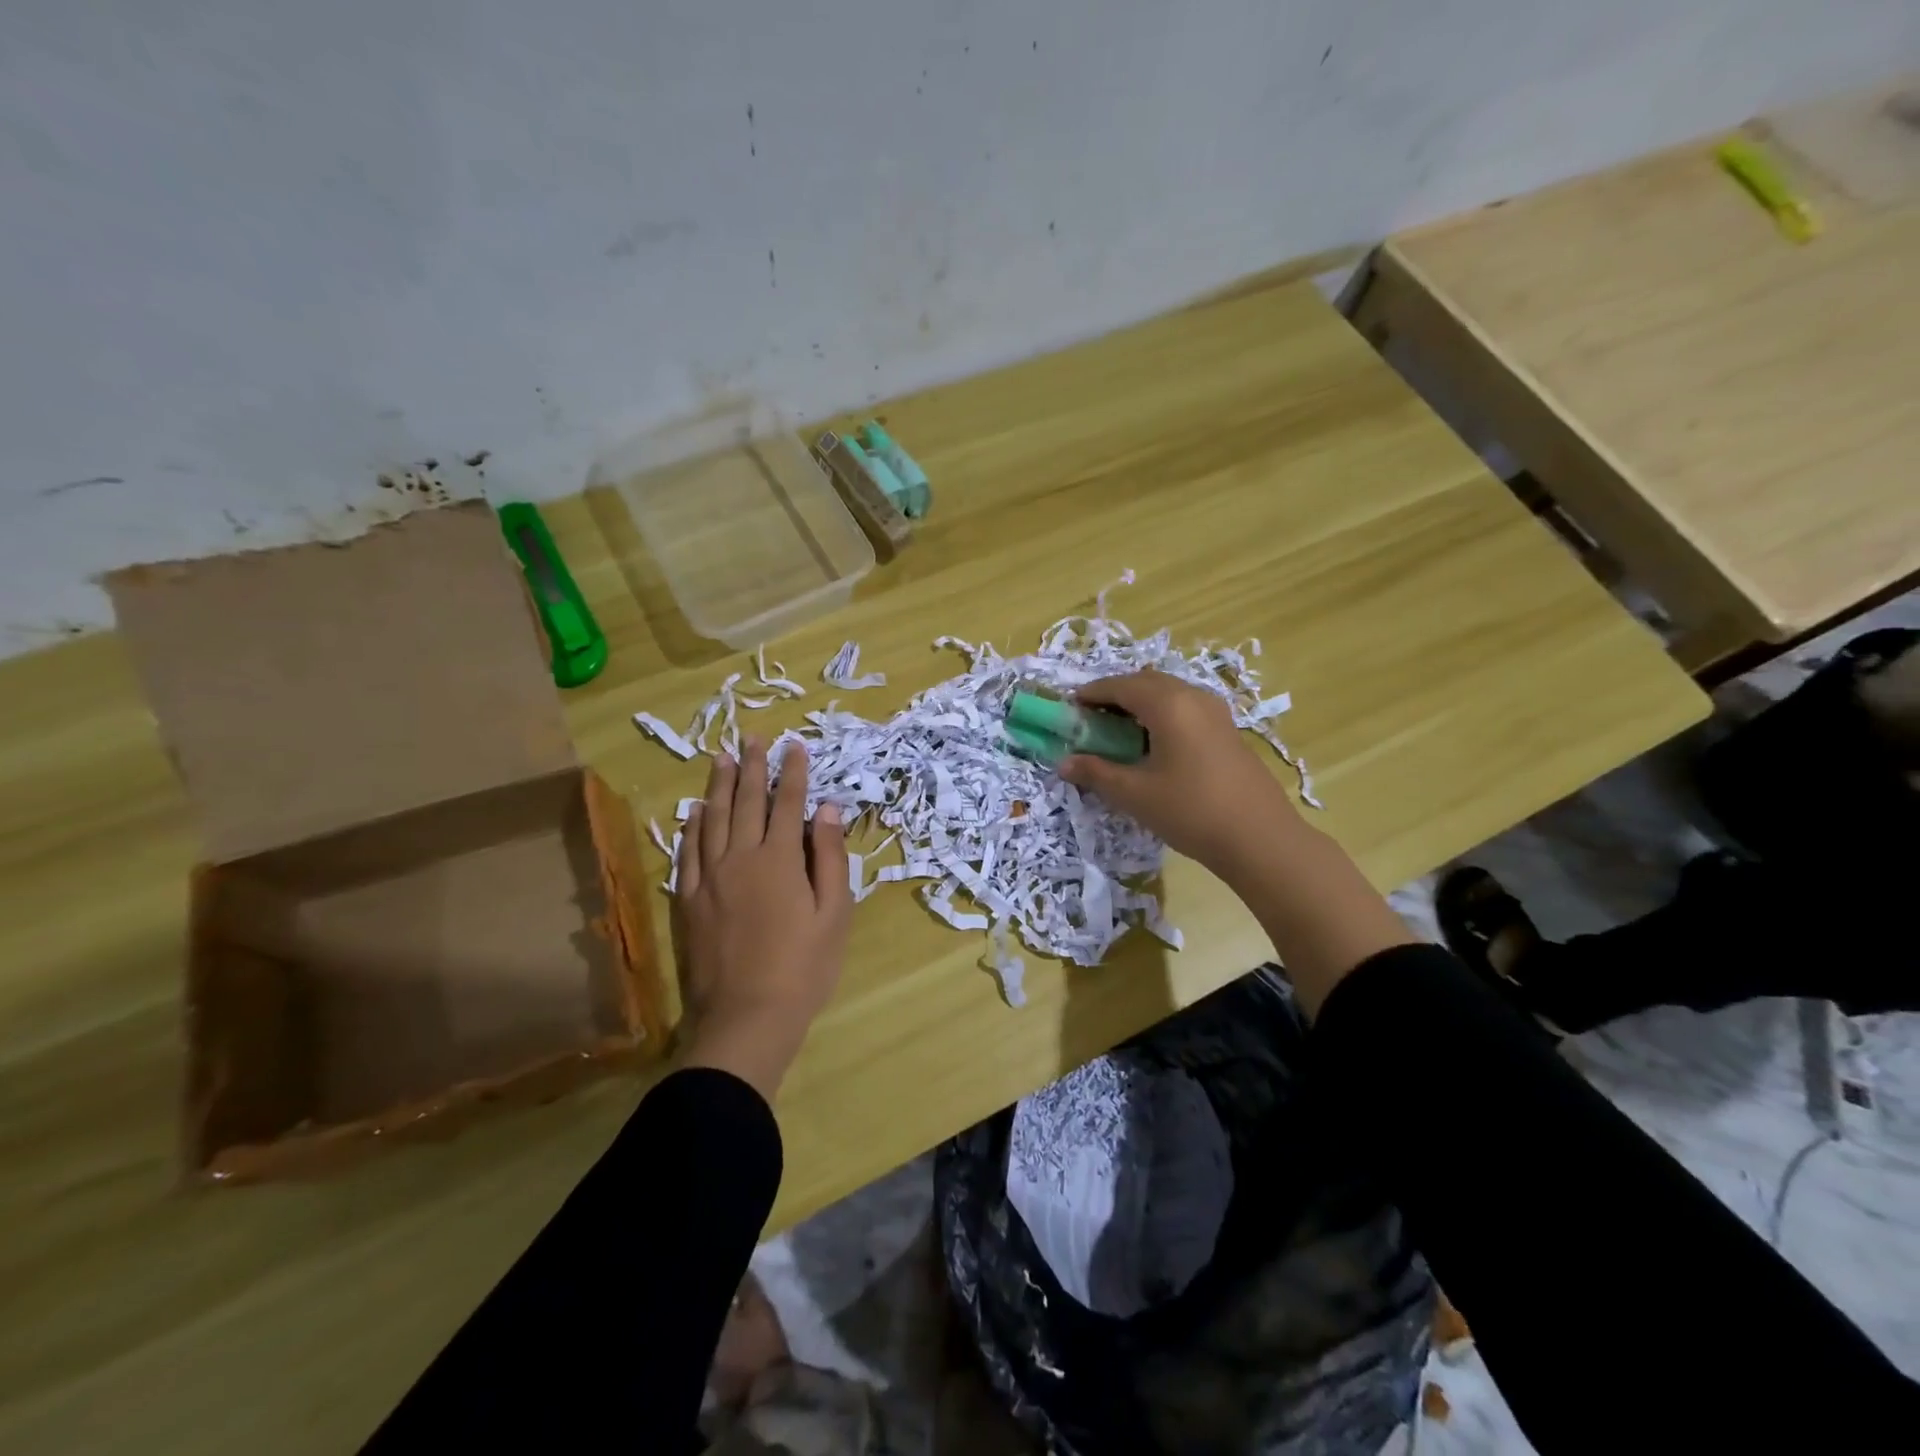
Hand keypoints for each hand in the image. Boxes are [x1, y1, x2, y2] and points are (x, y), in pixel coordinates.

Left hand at [676, 738, 852, 1100]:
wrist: (748, 1017)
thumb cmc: (804, 967)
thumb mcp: (834, 913)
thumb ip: (829, 857)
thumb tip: (827, 809)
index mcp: (780, 859)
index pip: (787, 803)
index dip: (792, 772)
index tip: (794, 745)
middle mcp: (740, 858)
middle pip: (746, 802)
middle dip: (753, 767)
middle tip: (754, 738)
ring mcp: (709, 879)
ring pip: (712, 820)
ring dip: (718, 786)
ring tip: (721, 758)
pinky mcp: (689, 901)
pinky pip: (687, 853)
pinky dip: (691, 827)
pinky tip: (693, 812)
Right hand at [1058, 670, 1297, 877]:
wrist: (1260, 838)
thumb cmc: (1191, 811)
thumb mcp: (1135, 794)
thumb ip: (1096, 773)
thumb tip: (1064, 764)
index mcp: (1168, 704)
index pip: (1121, 685)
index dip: (1092, 693)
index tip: (1070, 706)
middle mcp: (1193, 697)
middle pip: (1146, 682)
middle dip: (1116, 695)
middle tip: (1092, 719)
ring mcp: (1216, 712)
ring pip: (1170, 693)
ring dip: (1141, 704)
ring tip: (1120, 732)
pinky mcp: (1228, 730)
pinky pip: (1186, 708)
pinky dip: (1162, 715)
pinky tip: (1154, 745)